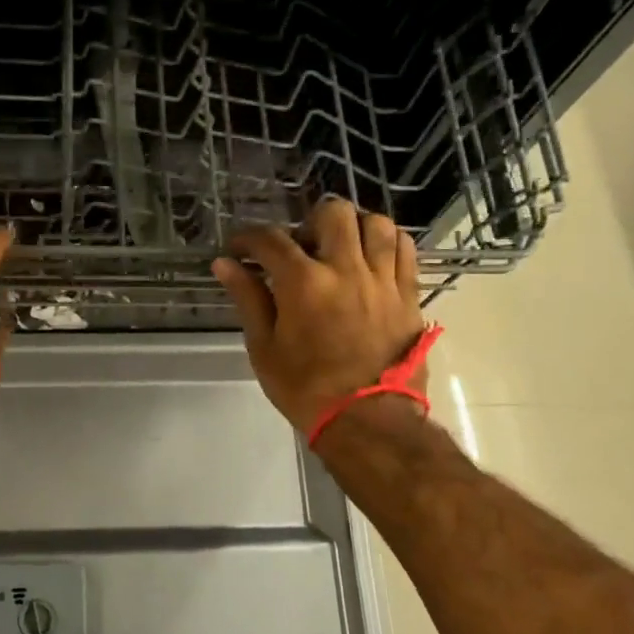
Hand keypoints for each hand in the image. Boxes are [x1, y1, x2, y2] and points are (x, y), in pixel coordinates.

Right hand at [212, 198, 428, 435]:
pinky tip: (373, 258)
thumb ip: (247, 298)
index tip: (240, 249)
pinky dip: (387, 243)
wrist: (367, 420)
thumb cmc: (305, 389)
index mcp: (304, 282)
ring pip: (376, 224)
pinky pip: (405, 250)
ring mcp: (383, 280)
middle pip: (333, 213)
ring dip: (354, 227)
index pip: (271, 240)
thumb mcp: (264, 347)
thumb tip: (224, 264)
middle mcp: (346, 269)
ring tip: (340, 248)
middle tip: (299, 249)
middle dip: (309, 222)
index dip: (249, 238)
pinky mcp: (408, 295)